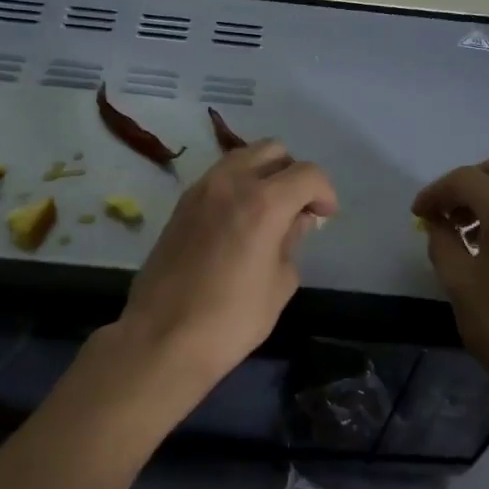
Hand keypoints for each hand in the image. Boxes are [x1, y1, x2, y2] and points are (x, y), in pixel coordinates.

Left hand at [116, 142, 338, 393]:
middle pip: (272, 150)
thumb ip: (292, 242)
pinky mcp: (180, 206)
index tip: (325, 216)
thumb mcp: (279, 284)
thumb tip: (296, 221)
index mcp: (263, 202)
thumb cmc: (232, 319)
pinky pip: (217, 178)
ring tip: (268, 212)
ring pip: (241, 158)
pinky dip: (236, 186)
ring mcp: (199, 190)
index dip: (325, 192)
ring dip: (262, 174)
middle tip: (298, 208)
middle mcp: (230, 183)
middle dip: (293, 173)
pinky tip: (239, 221)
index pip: (307, 174)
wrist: (163, 337)